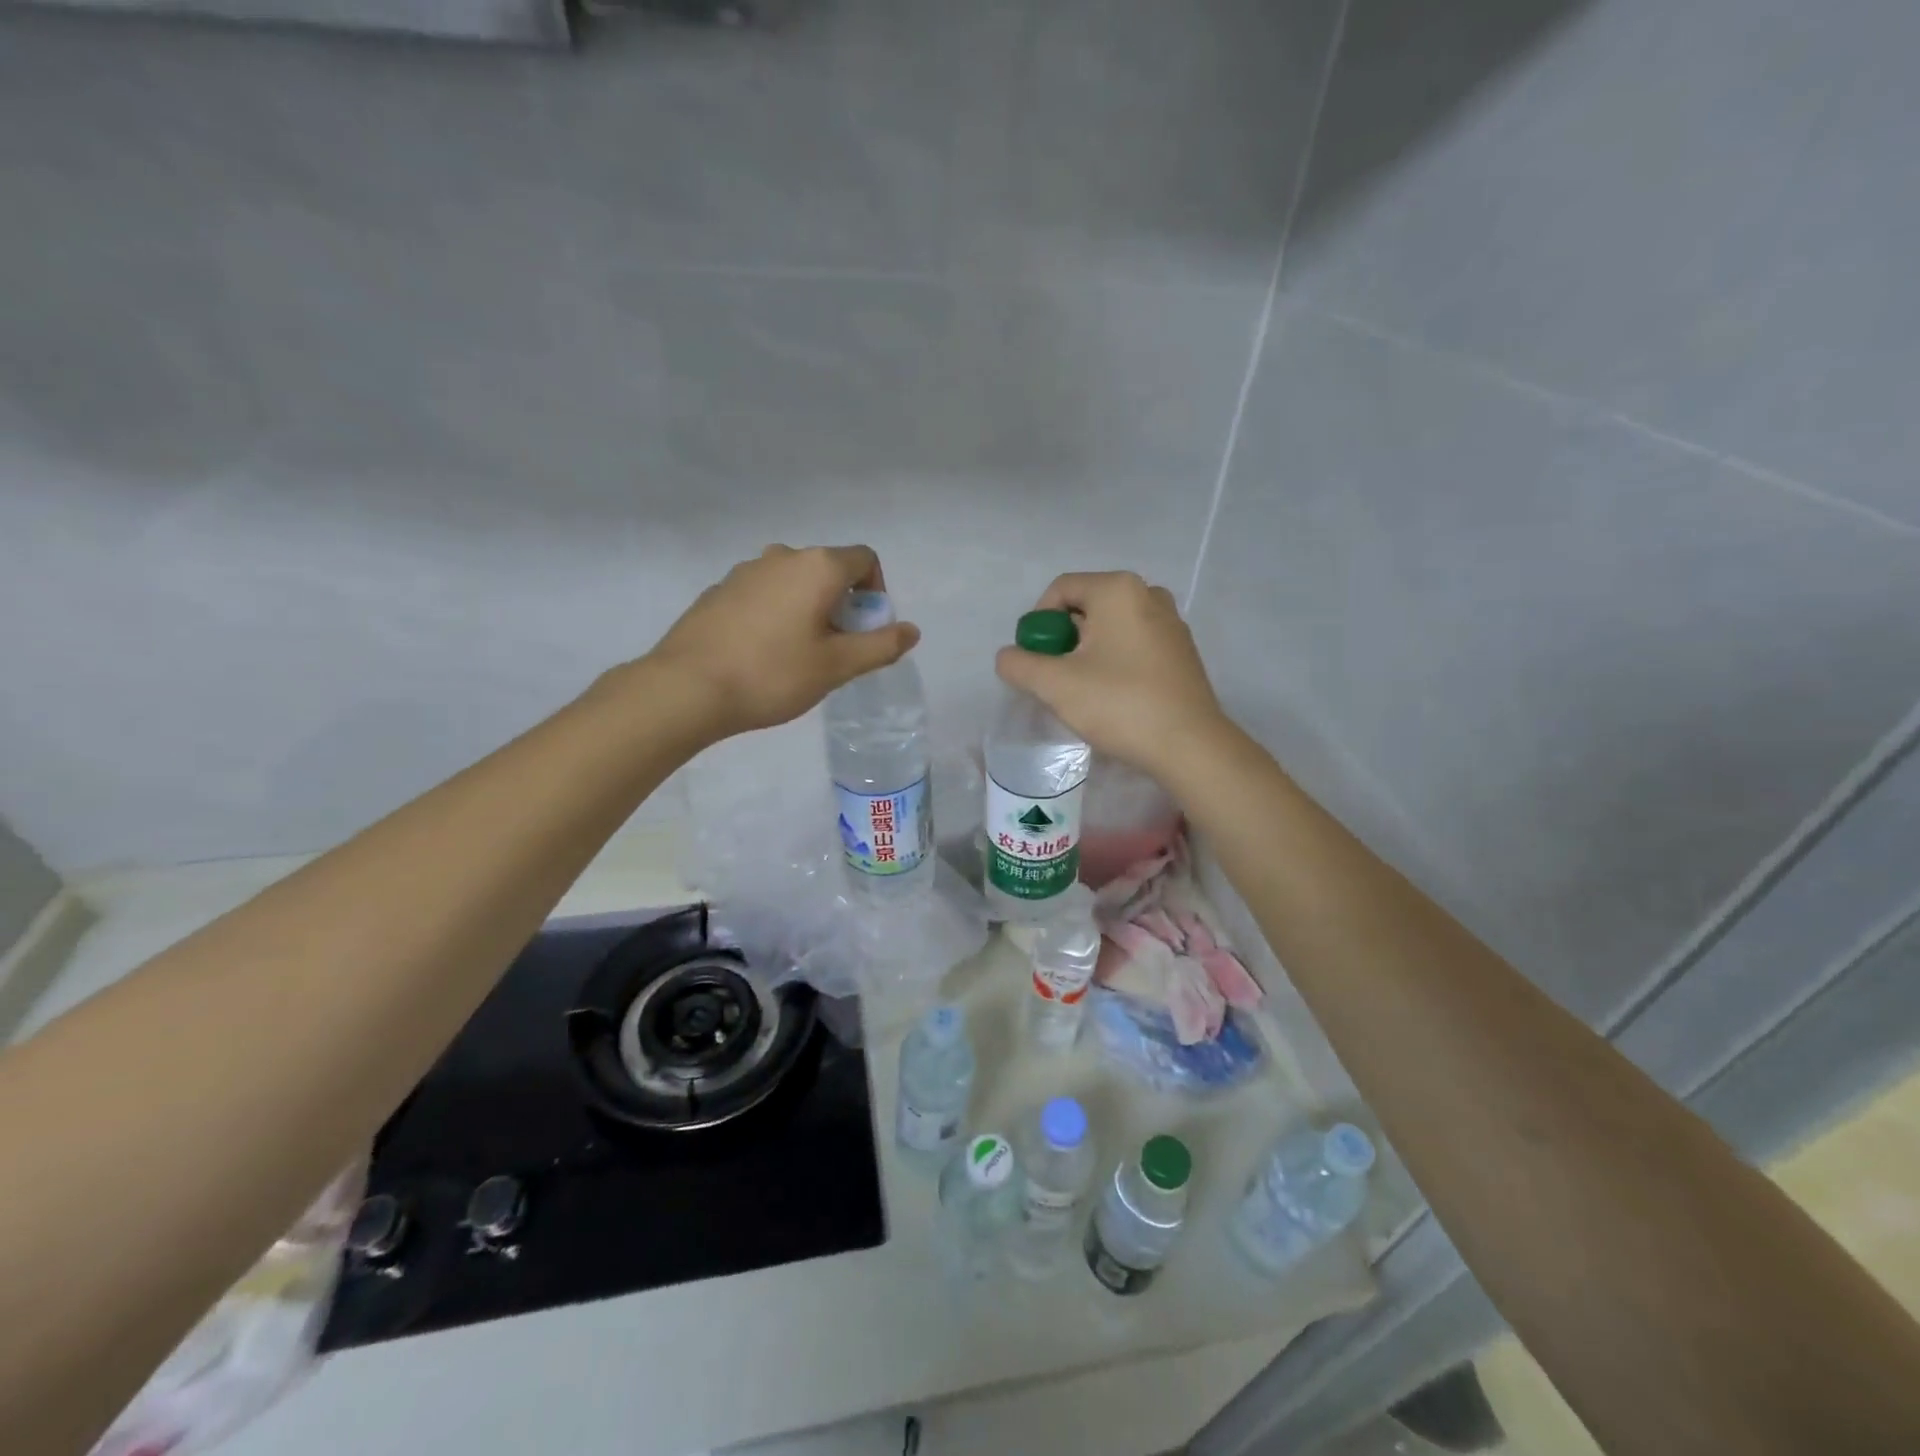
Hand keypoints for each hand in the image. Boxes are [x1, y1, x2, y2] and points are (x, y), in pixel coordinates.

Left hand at [643, 544, 920, 738]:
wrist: (687, 688)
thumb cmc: (773, 674)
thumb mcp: (837, 666)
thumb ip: (881, 645)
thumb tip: (911, 630)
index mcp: (817, 566)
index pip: (865, 559)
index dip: (876, 592)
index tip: (865, 631)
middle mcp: (781, 556)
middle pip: (829, 570)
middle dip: (842, 604)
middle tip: (835, 650)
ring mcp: (745, 571)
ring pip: (793, 582)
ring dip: (808, 609)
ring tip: (797, 655)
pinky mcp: (719, 591)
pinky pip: (763, 595)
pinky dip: (775, 614)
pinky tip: (761, 654)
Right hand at [995, 571, 1233, 777]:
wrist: (1189, 745)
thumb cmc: (1120, 704)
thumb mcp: (1055, 685)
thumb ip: (1019, 665)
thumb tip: (1008, 657)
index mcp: (1118, 589)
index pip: (1060, 590)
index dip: (1038, 623)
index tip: (1036, 661)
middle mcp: (1148, 594)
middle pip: (1086, 607)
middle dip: (1063, 640)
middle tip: (1056, 679)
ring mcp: (1171, 622)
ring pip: (1111, 628)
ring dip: (1088, 653)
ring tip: (1084, 691)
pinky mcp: (1182, 651)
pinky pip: (1135, 644)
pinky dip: (1115, 662)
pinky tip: (1115, 697)